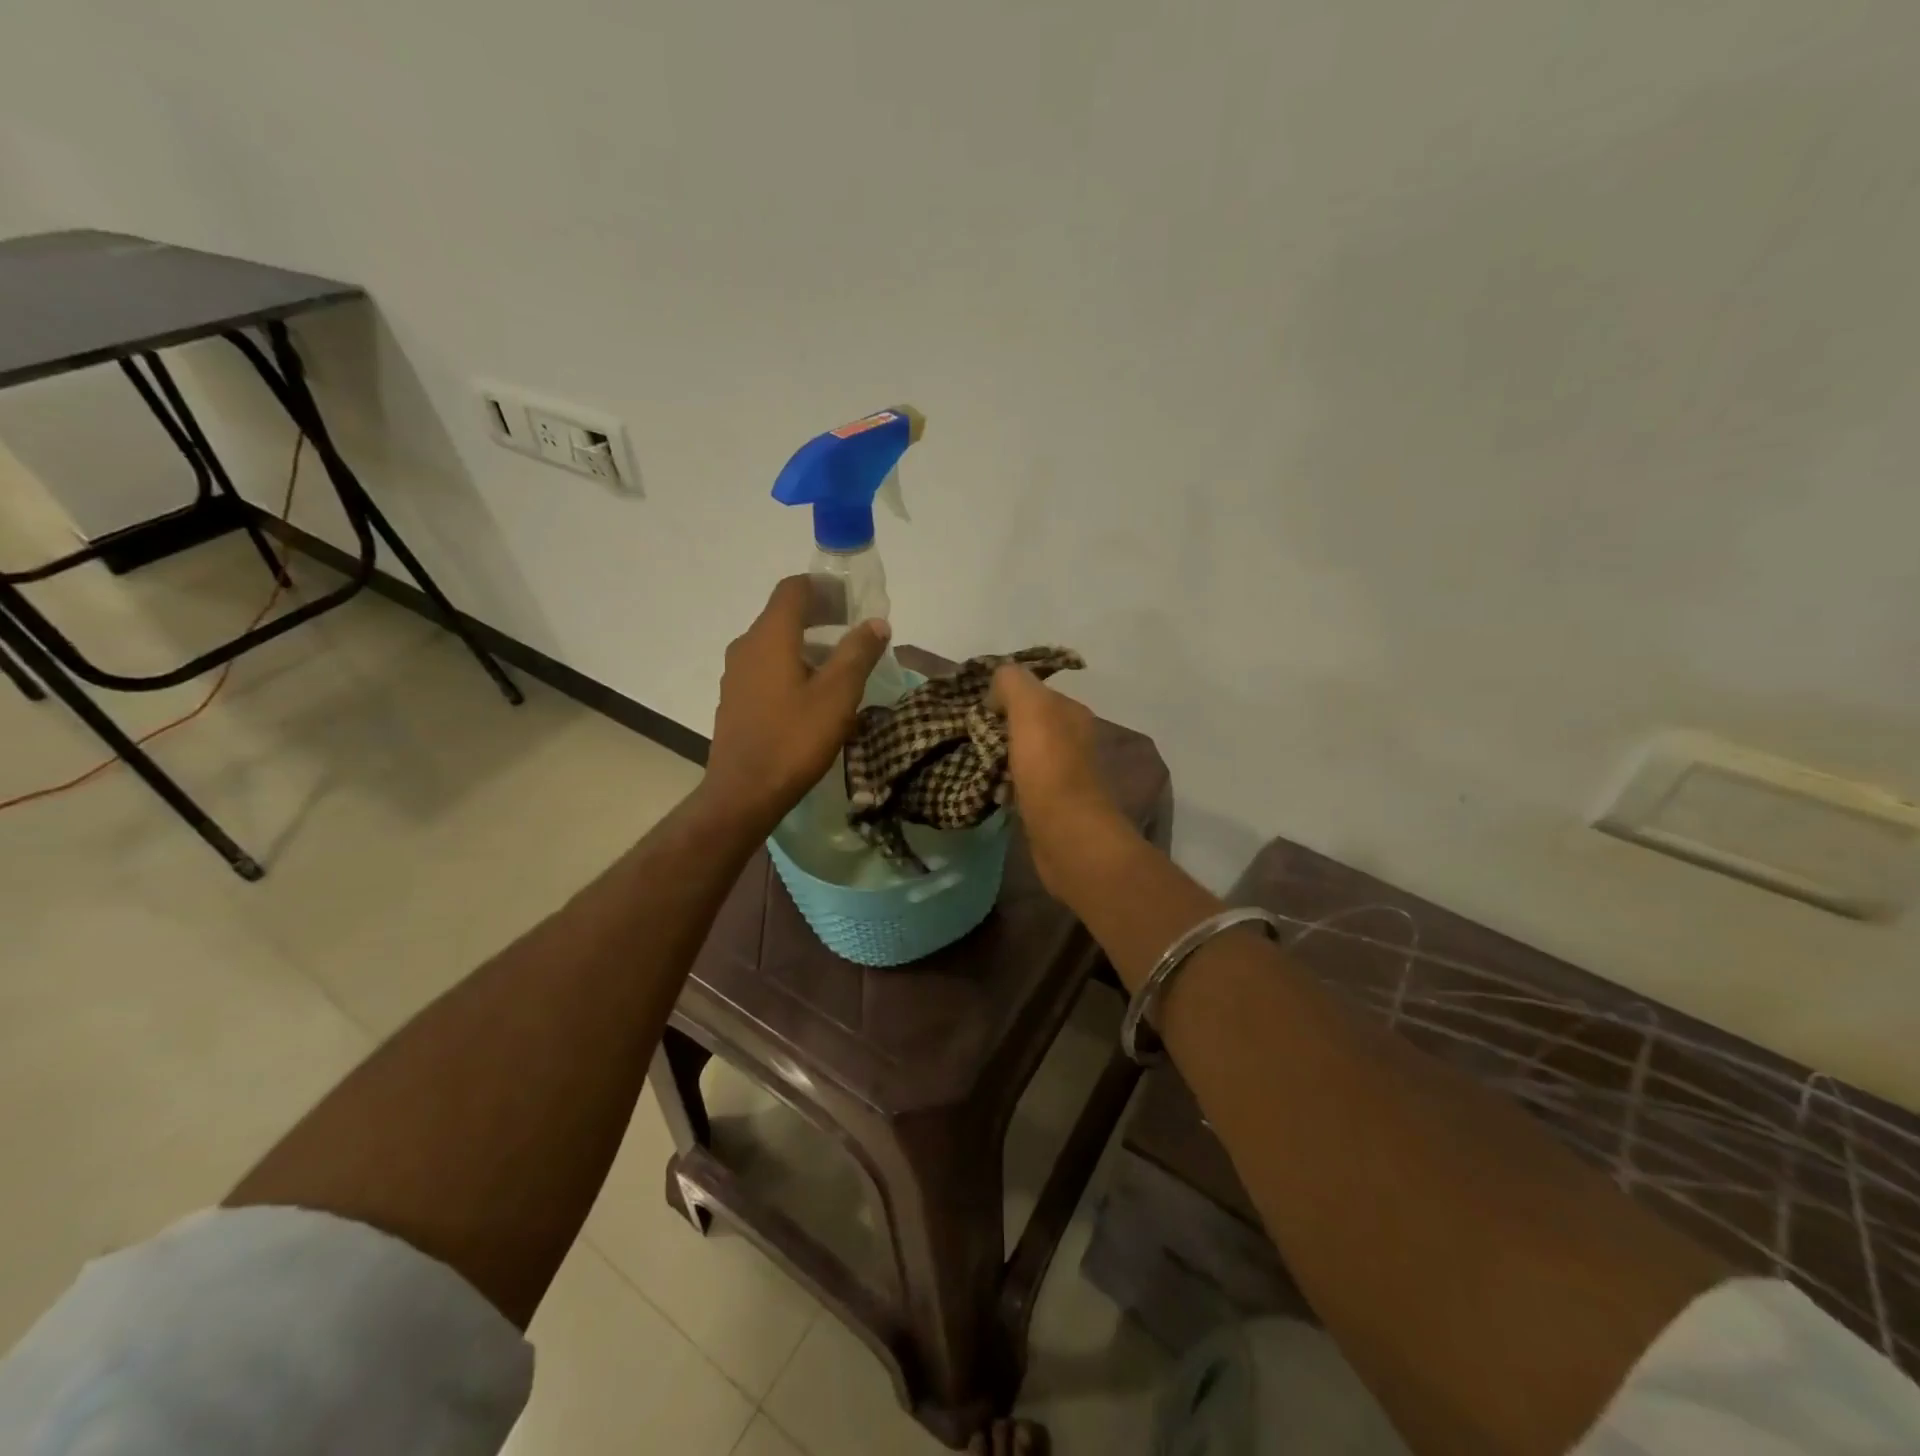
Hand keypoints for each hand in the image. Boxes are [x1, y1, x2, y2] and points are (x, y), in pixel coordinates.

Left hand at [703, 576, 890, 832]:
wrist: (744, 793)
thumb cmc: (794, 739)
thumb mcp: (837, 695)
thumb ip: (858, 653)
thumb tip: (876, 623)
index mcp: (770, 637)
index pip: (794, 589)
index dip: (824, 587)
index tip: (853, 600)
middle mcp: (746, 646)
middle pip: (783, 615)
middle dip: (820, 616)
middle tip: (854, 631)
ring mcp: (736, 674)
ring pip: (775, 644)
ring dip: (807, 644)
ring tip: (840, 665)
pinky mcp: (735, 700)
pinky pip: (766, 668)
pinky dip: (792, 666)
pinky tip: (813, 695)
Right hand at [992, 664, 1131, 897]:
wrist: (1068, 835)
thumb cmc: (1049, 768)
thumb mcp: (1031, 708)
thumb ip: (1013, 683)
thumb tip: (996, 690)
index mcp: (1070, 712)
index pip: (1031, 691)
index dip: (1001, 696)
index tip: (975, 710)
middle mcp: (1071, 738)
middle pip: (1025, 723)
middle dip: (996, 727)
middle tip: (966, 736)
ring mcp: (1063, 773)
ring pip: (1020, 754)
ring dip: (996, 757)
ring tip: (970, 763)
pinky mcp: (1050, 804)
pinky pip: (1019, 783)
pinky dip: (1002, 784)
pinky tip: (986, 790)